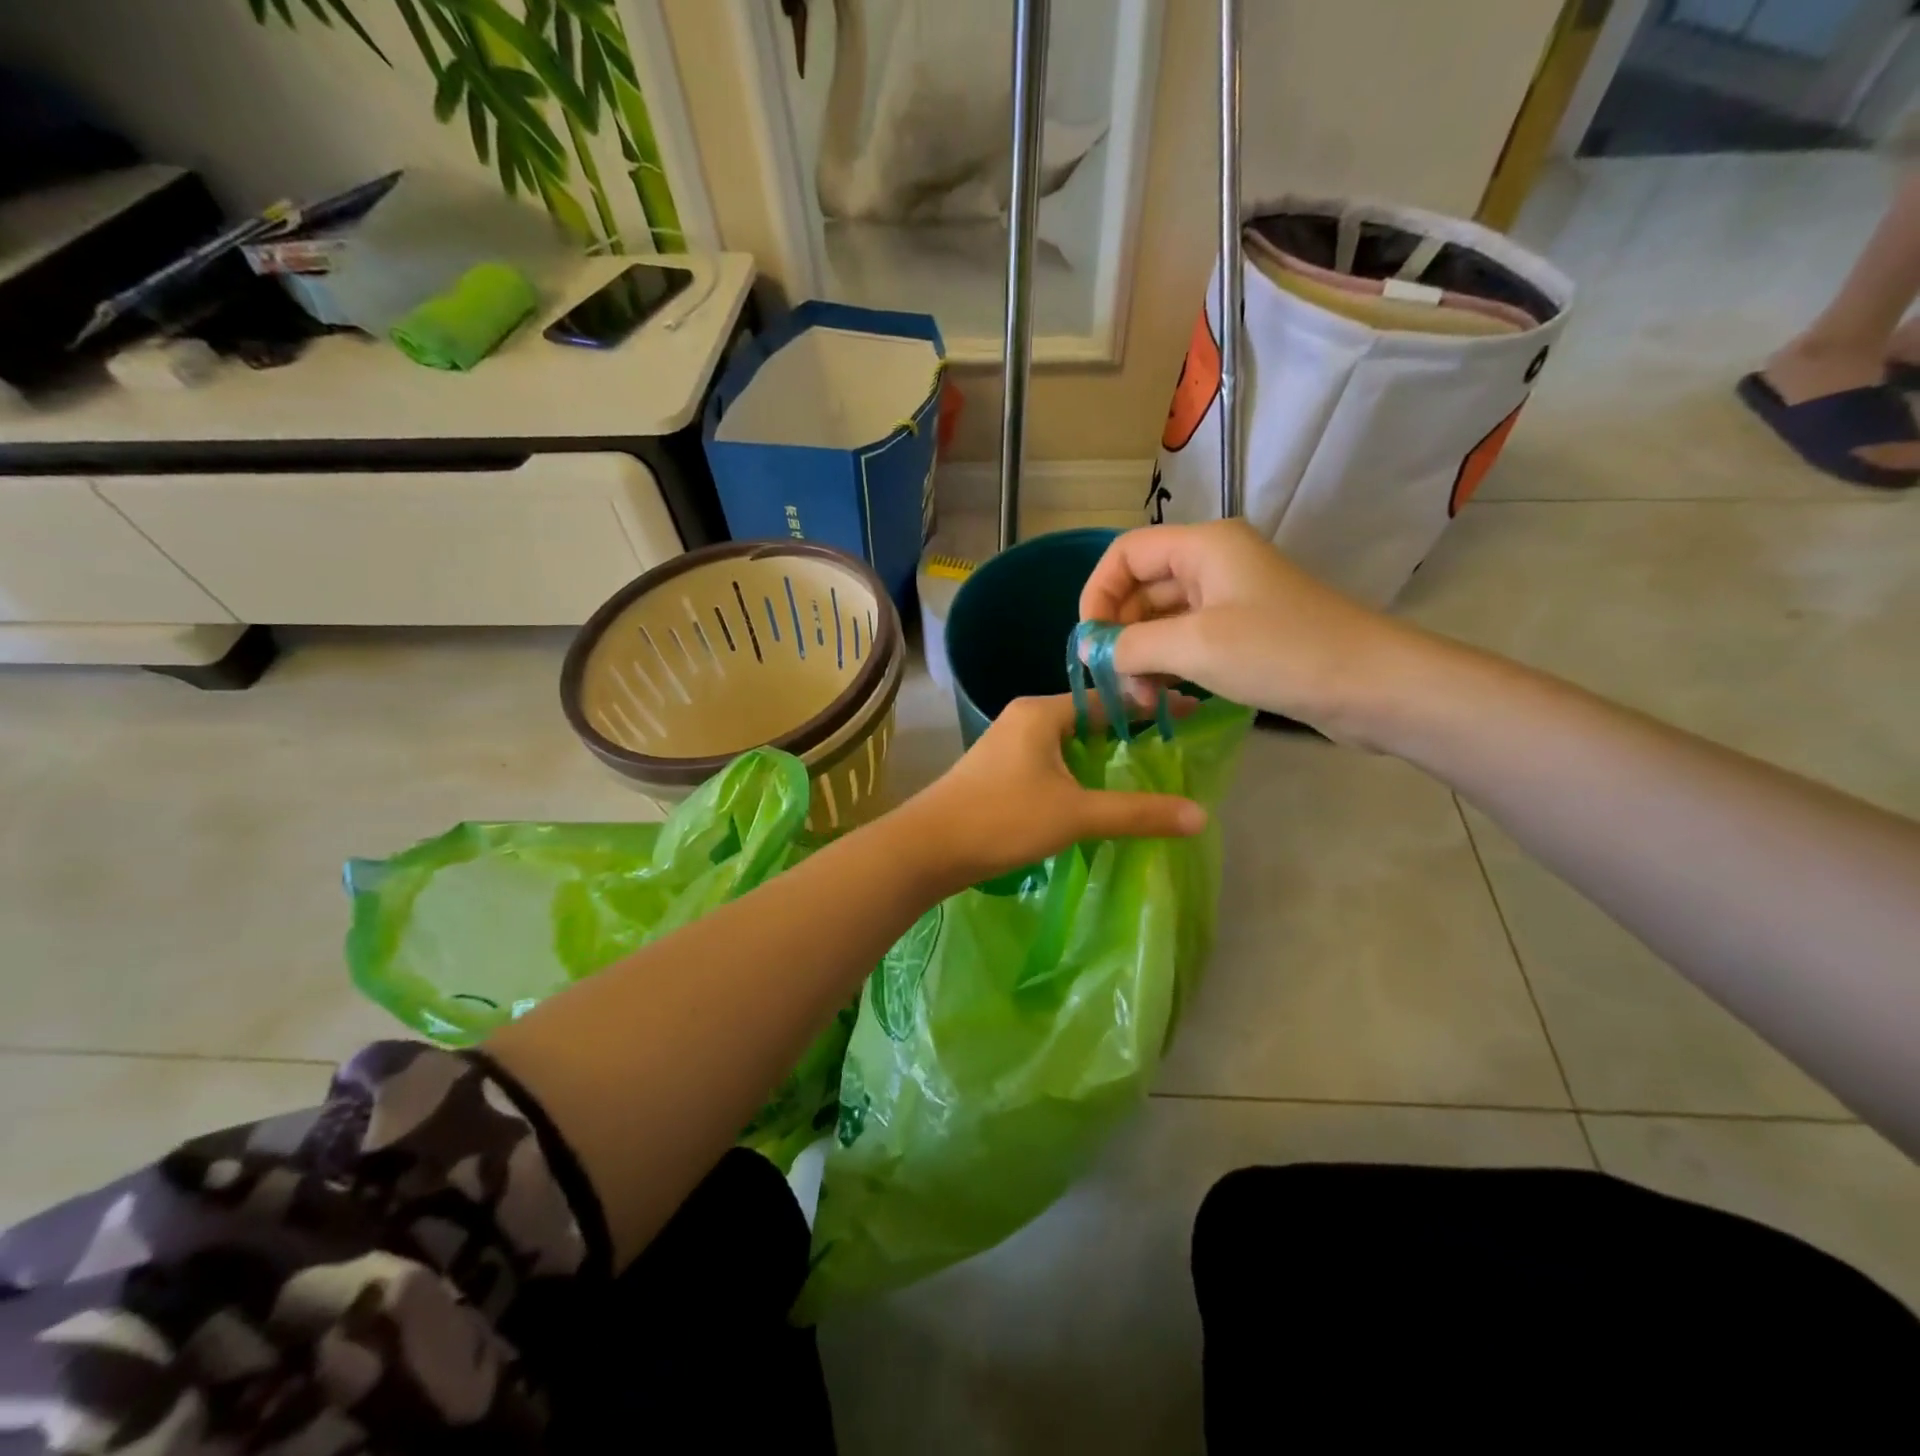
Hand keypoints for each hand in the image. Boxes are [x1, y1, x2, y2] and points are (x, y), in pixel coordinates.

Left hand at [899, 694, 1205, 889]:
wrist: (927, 848)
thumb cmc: (1002, 819)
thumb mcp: (1076, 814)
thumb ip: (1137, 812)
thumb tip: (1201, 816)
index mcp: (1041, 712)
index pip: (1108, 698)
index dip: (1150, 706)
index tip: (1189, 711)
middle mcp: (1024, 717)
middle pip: (1089, 716)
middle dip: (1128, 729)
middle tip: (1172, 744)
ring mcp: (1008, 743)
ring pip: (1068, 740)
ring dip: (1102, 753)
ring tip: (1144, 768)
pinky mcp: (999, 769)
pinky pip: (1051, 759)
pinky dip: (1079, 769)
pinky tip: (1096, 791)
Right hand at [1078, 520, 1417, 740]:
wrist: (1372, 686)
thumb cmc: (1280, 653)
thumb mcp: (1194, 646)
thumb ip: (1132, 644)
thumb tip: (1093, 651)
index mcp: (1203, 546)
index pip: (1125, 553)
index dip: (1097, 593)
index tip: (1089, 643)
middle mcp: (1214, 563)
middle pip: (1142, 586)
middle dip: (1121, 633)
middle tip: (1115, 682)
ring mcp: (1232, 598)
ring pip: (1164, 618)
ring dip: (1143, 655)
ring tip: (1142, 699)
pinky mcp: (1246, 632)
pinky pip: (1189, 640)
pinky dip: (1170, 665)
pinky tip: (1166, 697)